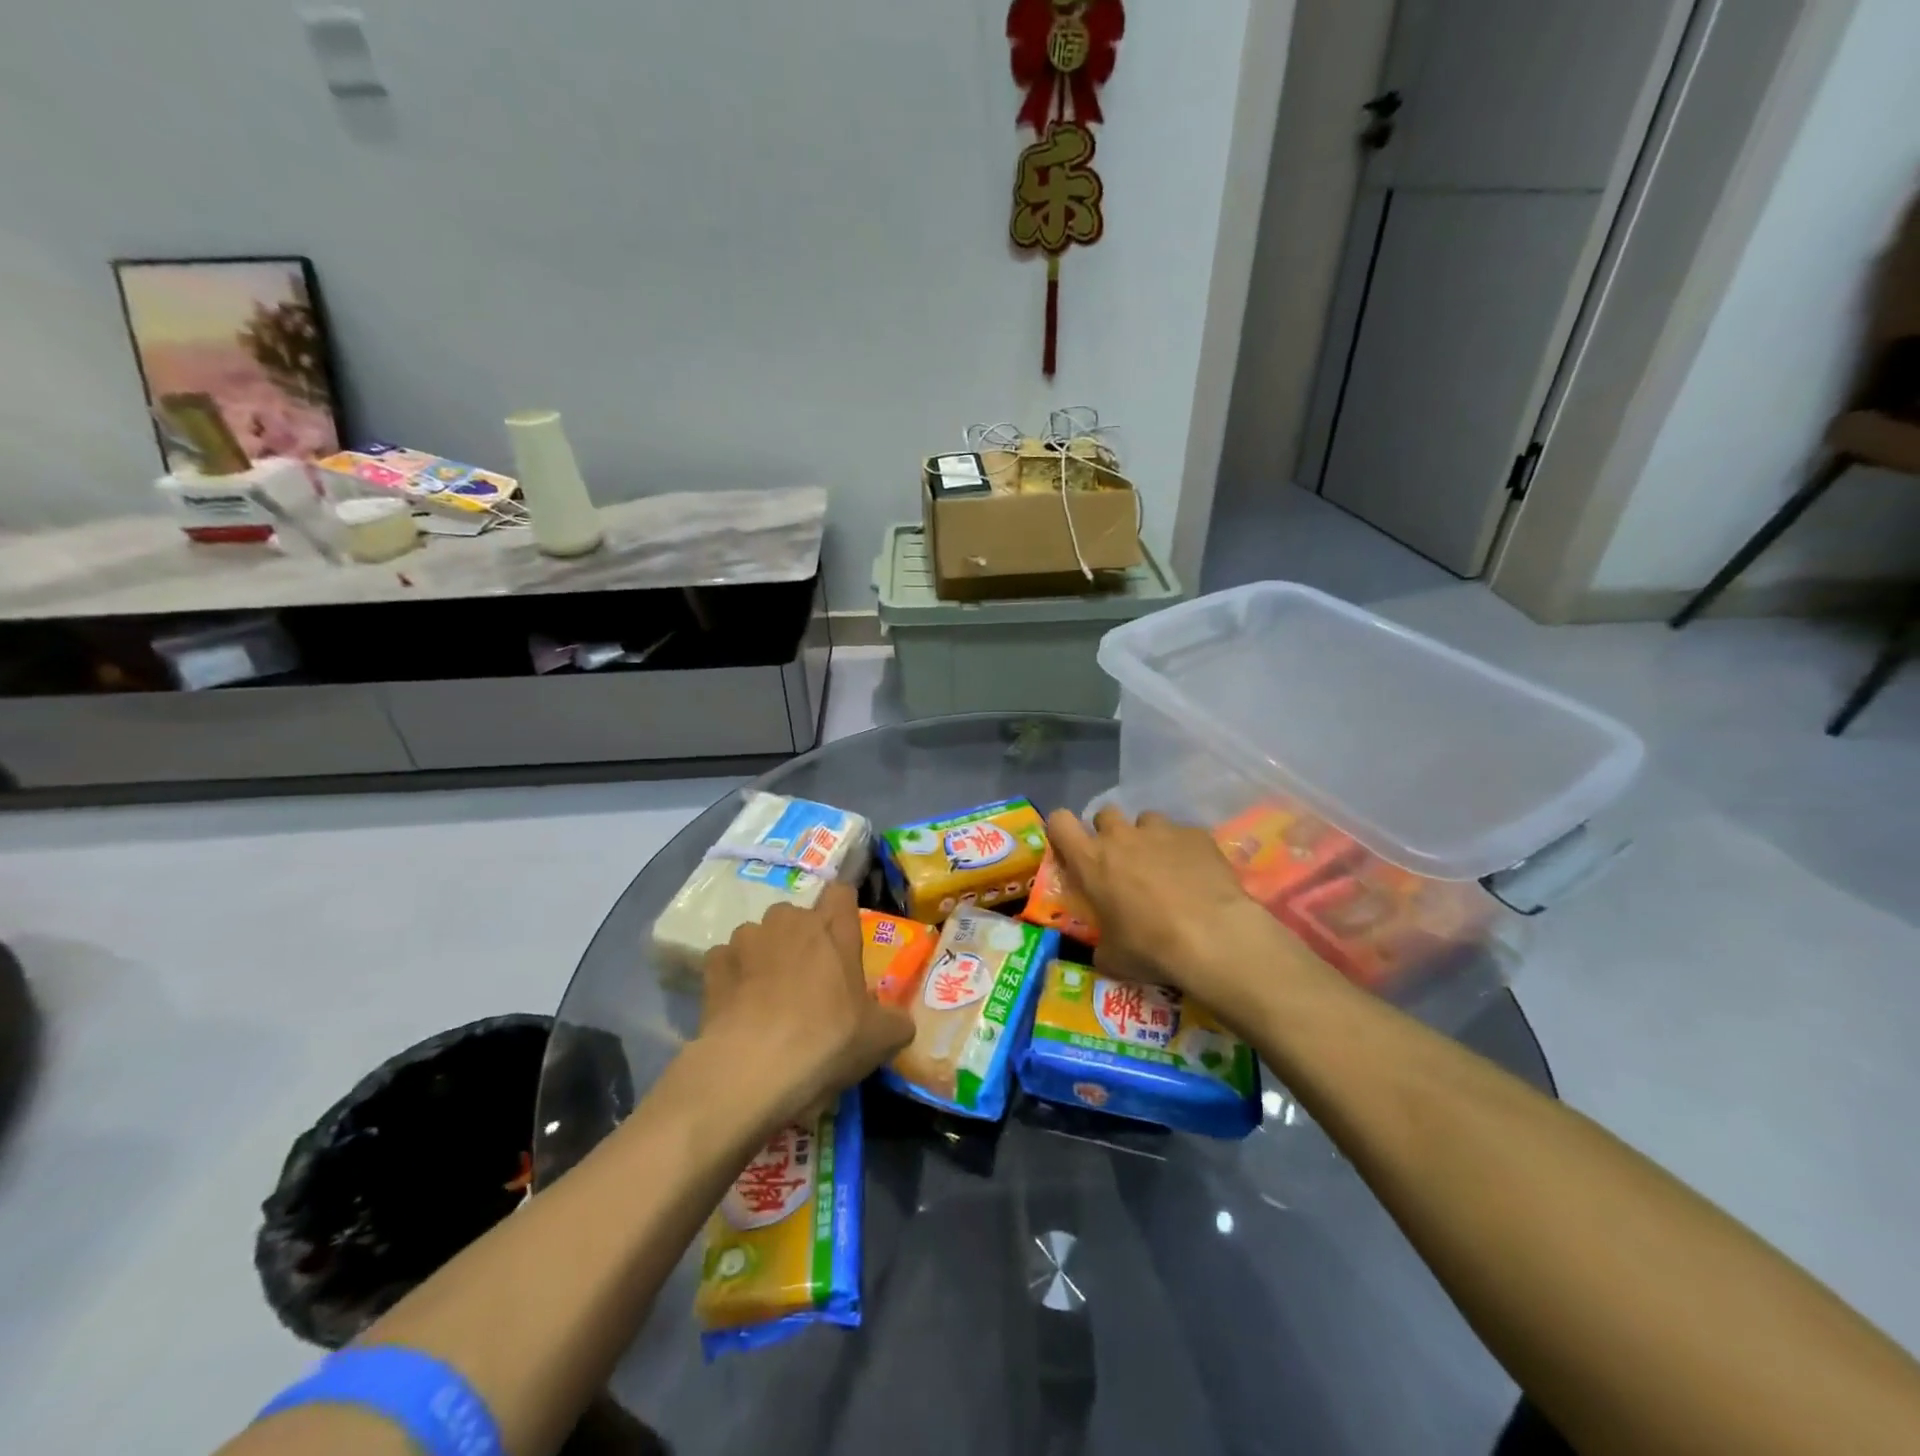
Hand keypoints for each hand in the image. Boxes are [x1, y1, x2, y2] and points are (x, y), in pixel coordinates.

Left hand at [698, 882, 913, 1128]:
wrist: (752, 1069)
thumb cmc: (826, 1040)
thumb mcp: (881, 1039)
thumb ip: (895, 1022)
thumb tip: (900, 1023)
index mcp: (833, 928)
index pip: (841, 893)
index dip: (843, 912)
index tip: (843, 941)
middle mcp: (789, 921)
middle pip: (797, 916)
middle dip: (801, 939)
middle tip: (809, 982)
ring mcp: (747, 939)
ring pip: (759, 936)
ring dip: (764, 956)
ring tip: (766, 999)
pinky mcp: (713, 966)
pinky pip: (726, 962)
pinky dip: (732, 978)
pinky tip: (737, 1008)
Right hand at [1046, 807, 1322, 1029]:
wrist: (1213, 937)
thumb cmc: (1150, 947)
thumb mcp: (1112, 957)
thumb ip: (1101, 944)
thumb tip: (1104, 950)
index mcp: (1091, 860)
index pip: (1060, 822)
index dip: (1063, 831)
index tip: (1072, 850)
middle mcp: (1122, 836)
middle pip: (1105, 814)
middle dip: (1110, 834)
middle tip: (1122, 863)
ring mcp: (1161, 830)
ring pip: (1146, 820)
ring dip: (1148, 838)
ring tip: (1163, 867)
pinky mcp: (1196, 834)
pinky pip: (1182, 834)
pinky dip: (1184, 850)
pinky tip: (1197, 875)